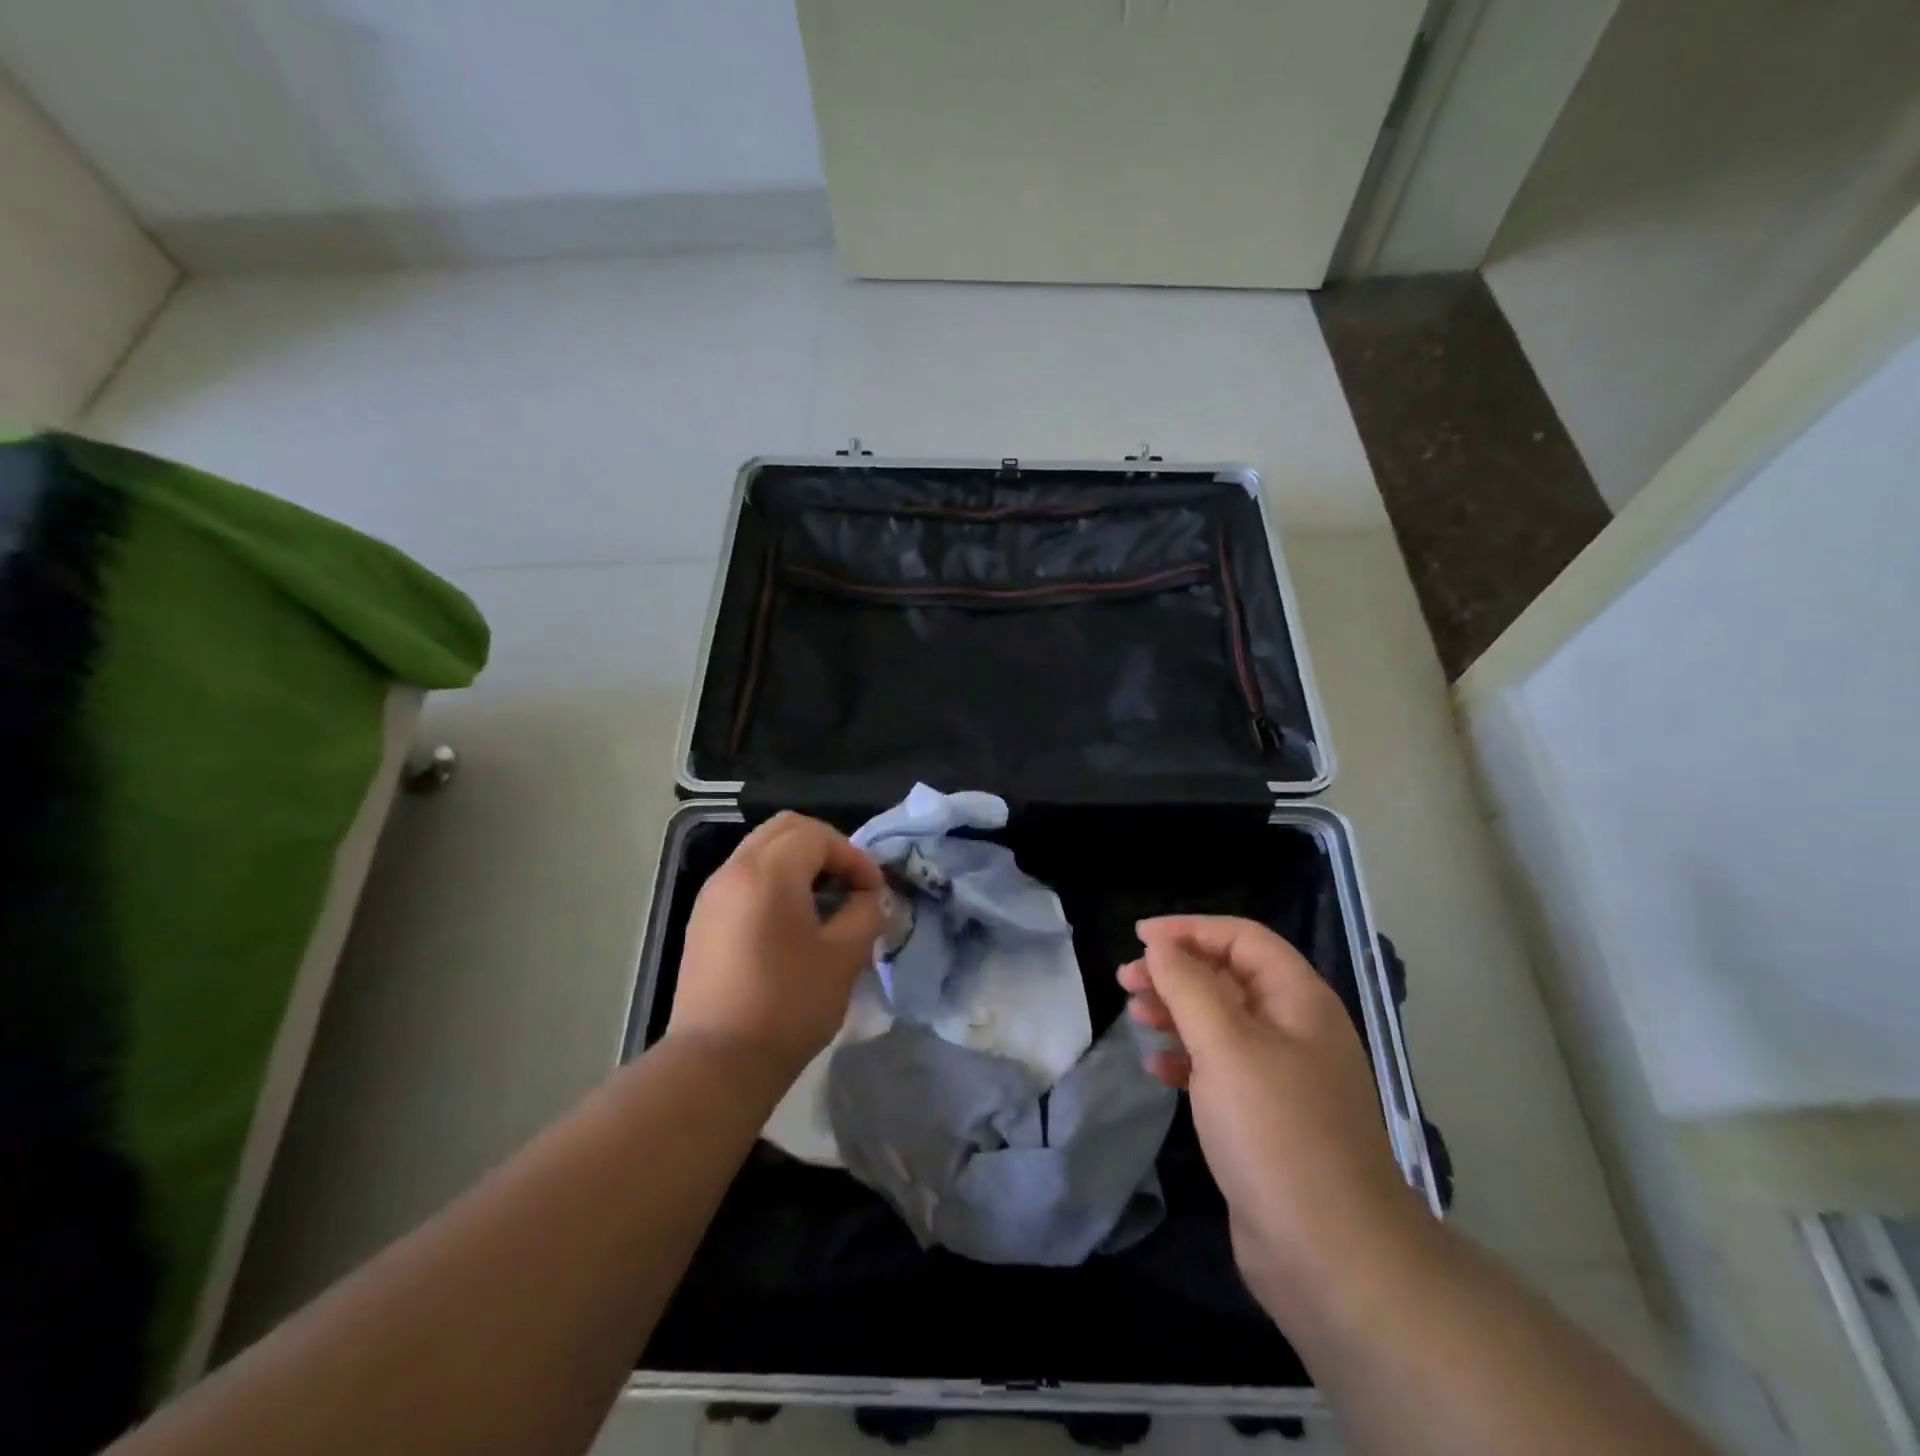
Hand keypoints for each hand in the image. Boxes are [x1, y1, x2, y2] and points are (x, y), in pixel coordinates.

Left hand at [669, 812, 884, 1081]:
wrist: (717, 1062)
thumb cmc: (788, 1005)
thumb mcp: (844, 957)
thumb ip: (865, 913)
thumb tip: (869, 897)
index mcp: (768, 872)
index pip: (818, 836)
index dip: (854, 857)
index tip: (874, 892)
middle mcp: (733, 871)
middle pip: (785, 829)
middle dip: (825, 847)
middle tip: (850, 883)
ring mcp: (712, 895)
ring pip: (761, 851)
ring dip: (798, 863)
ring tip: (825, 902)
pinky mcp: (703, 921)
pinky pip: (744, 878)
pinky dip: (774, 882)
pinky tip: (792, 922)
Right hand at [1118, 916, 1431, 1324]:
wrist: (1332, 1257)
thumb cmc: (1276, 1132)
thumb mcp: (1226, 1045)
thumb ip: (1189, 985)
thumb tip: (1162, 944)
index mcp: (1299, 1000)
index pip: (1242, 938)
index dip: (1190, 929)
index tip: (1139, 938)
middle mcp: (1295, 1029)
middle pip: (1229, 976)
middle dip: (1176, 972)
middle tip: (1126, 982)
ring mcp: (1283, 1076)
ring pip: (1221, 1022)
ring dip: (1176, 1012)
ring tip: (1135, 1018)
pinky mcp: (1267, 1118)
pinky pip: (1221, 1068)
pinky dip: (1187, 1059)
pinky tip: (1158, 1069)